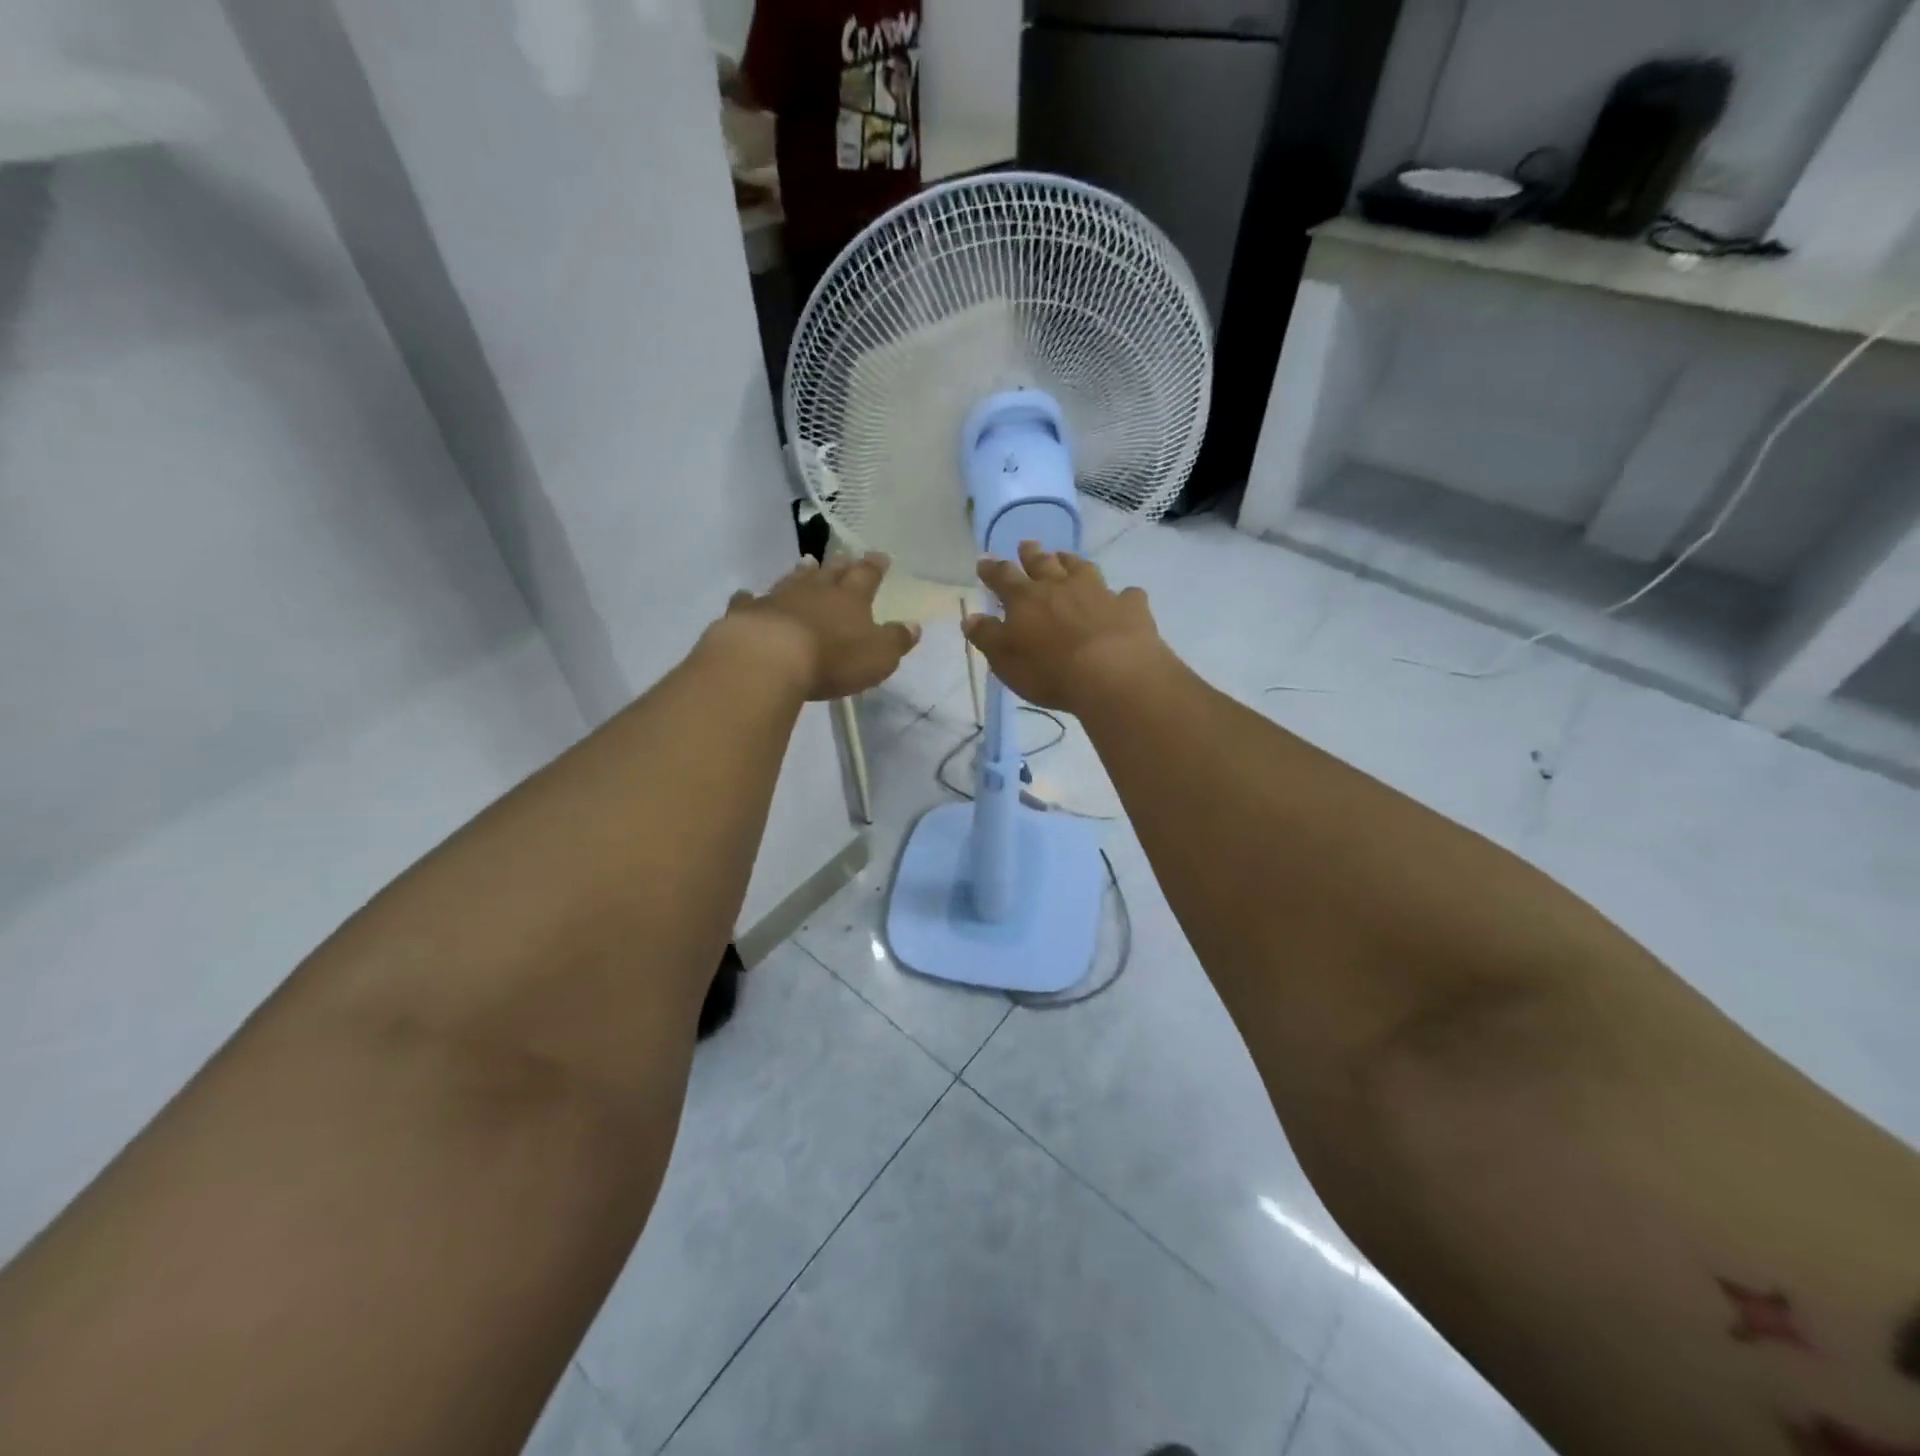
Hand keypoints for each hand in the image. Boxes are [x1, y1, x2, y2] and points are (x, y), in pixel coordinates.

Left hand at [719, 554, 920, 702]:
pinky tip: (747, 596)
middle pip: (831, 573)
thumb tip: (914, 625)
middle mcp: (815, 591)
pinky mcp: (748, 613)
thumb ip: (896, 640)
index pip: (867, 576)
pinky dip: (751, 598)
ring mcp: (779, 598)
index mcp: (850, 599)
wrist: (770, 658)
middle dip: (841, 565)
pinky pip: (750, 601)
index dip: (874, 566)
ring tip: (806, 563)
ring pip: (793, 579)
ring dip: (802, 572)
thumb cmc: (833, 658)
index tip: (880, 556)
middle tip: (846, 557)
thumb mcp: (878, 656)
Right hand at [963, 542, 1168, 712]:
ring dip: (1071, 561)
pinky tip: (1123, 597)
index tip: (984, 562)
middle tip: (1026, 544)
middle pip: (1042, 563)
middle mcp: (1060, 586)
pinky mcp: (1129, 607)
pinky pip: (1126, 595)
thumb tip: (970, 617)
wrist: (1111, 673)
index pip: (1003, 577)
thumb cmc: (1049, 670)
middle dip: (1031, 554)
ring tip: (1065, 556)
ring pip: (1082, 568)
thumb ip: (987, 636)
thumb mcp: (1005, 659)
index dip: (992, 569)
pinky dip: (1122, 595)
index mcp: (1025, 599)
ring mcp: (1098, 592)